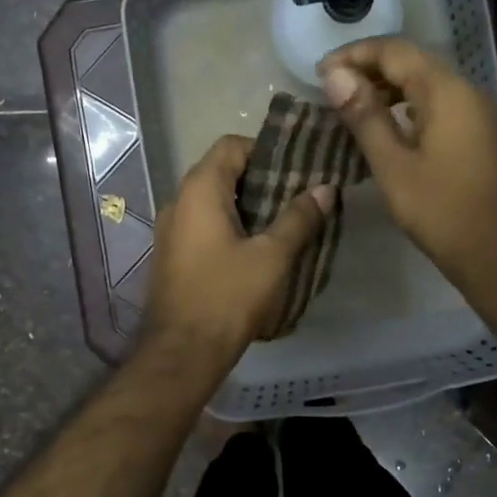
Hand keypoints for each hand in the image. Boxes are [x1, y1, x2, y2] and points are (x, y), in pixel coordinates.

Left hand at [143, 135, 331, 364]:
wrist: (182, 351)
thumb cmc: (228, 296)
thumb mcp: (272, 256)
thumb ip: (299, 218)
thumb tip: (325, 189)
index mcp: (199, 190)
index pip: (231, 145)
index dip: (265, 150)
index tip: (296, 170)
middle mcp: (178, 202)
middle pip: (222, 172)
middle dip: (261, 181)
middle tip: (297, 198)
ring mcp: (171, 231)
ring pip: (213, 203)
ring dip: (247, 207)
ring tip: (283, 224)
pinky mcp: (172, 256)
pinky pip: (204, 227)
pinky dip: (230, 228)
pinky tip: (257, 251)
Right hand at [319, 39, 496, 288]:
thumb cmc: (441, 211)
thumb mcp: (393, 166)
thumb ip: (365, 117)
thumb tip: (335, 76)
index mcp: (445, 92)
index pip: (395, 52)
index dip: (354, 55)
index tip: (319, 73)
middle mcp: (463, 91)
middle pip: (411, 61)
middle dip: (369, 67)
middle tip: (330, 88)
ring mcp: (473, 113)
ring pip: (424, 82)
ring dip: (386, 86)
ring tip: (349, 104)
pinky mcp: (474, 134)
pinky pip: (435, 104)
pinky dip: (404, 105)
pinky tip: (383, 125)